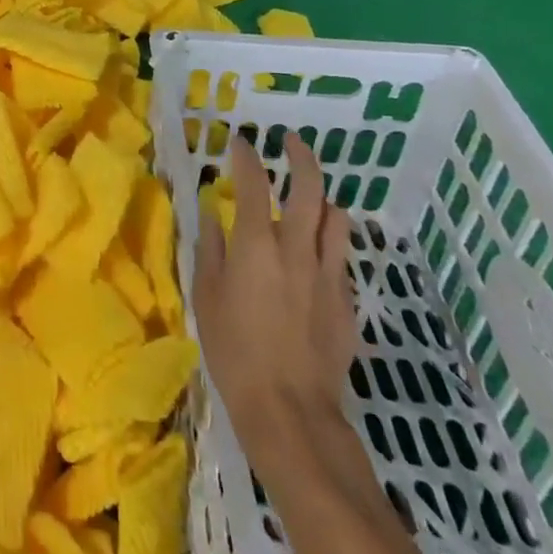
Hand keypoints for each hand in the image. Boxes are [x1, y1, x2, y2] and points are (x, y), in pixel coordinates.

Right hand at [194, 133, 357, 432]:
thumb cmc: (234, 351)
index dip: (246, 156)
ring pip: (336, 219)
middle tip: (291, 142)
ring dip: (324, 200)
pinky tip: (316, 255)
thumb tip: (212, 213)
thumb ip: (210, 248)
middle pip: (310, 188)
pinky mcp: (346, 301)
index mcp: (256, 245)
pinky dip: (329, 243)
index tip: (239, 142)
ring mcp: (327, 274)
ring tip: (312, 197)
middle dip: (301, 156)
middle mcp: (296, 249)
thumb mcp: (206, 297)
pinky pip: (341, 257)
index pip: (254, 183)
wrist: (291, 411)